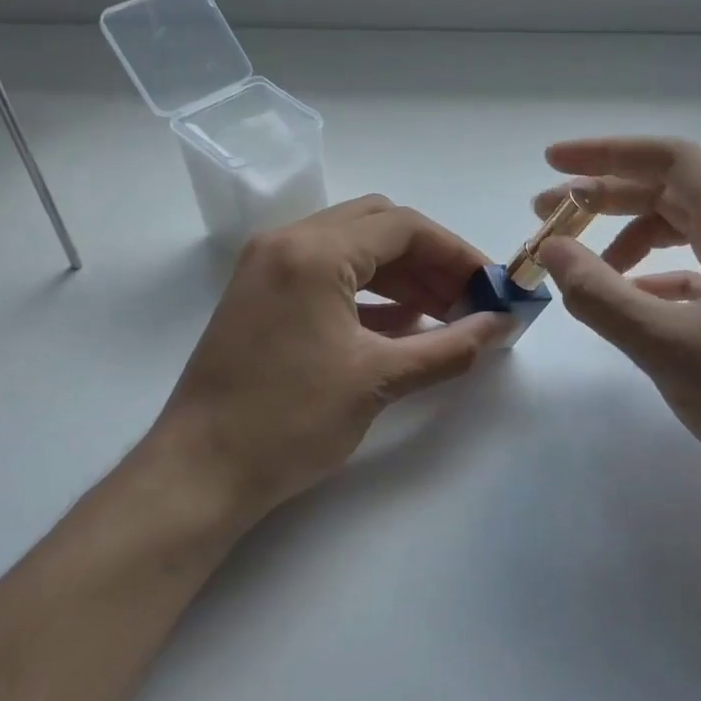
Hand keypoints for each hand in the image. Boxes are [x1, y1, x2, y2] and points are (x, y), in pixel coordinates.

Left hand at [147, 196, 511, 533]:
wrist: (199, 473)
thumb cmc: (289, 422)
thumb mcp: (378, 380)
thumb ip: (449, 347)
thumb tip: (501, 326)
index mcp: (313, 252)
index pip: (403, 227)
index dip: (456, 252)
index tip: (492, 285)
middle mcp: (286, 243)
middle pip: (377, 227)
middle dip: (430, 259)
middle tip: (468, 298)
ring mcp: (268, 268)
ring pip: (352, 249)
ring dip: (401, 275)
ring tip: (444, 314)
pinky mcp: (261, 296)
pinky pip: (327, 275)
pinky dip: (369, 292)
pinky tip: (403, 326)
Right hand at [534, 137, 700, 515]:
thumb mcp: (671, 348)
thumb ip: (602, 296)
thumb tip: (552, 250)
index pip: (670, 160)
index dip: (605, 153)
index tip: (551, 161)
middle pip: (673, 192)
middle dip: (606, 198)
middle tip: (548, 218)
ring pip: (686, 234)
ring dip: (629, 242)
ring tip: (583, 270)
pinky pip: (700, 274)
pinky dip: (656, 279)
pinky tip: (630, 305)